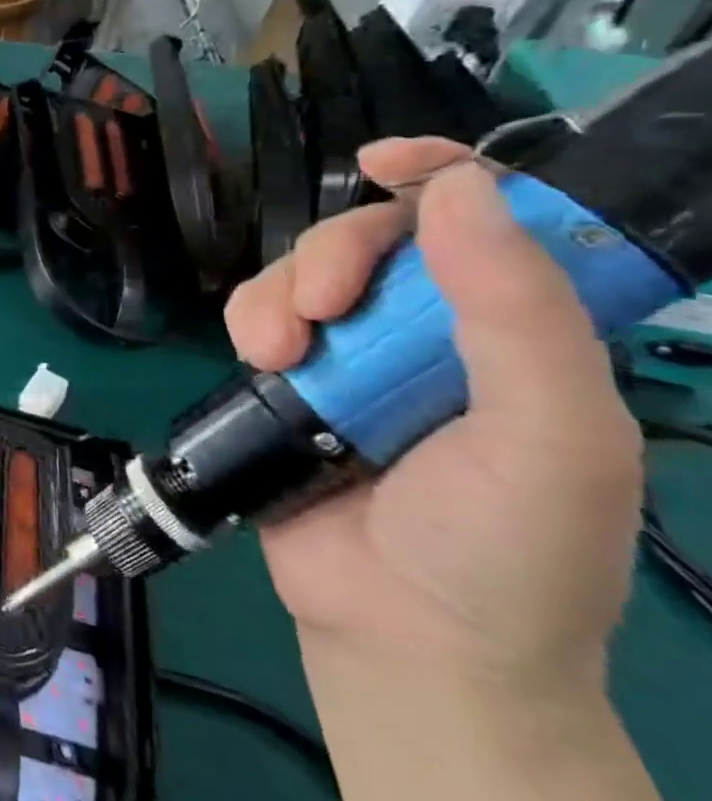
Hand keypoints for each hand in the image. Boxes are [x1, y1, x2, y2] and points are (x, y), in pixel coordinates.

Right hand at [224, 138, 644, 692]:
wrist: (406, 636)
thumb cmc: (507, 547)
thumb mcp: (552, 434)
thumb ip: (518, 312)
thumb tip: (458, 190)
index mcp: (518, 331)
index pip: (487, 222)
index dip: (442, 174)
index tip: (383, 164)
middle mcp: (433, 331)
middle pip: (372, 237)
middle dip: (335, 255)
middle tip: (323, 307)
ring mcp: (353, 356)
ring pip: (300, 273)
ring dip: (278, 296)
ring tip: (278, 354)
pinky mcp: (288, 380)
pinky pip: (256, 316)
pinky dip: (248, 322)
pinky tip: (260, 361)